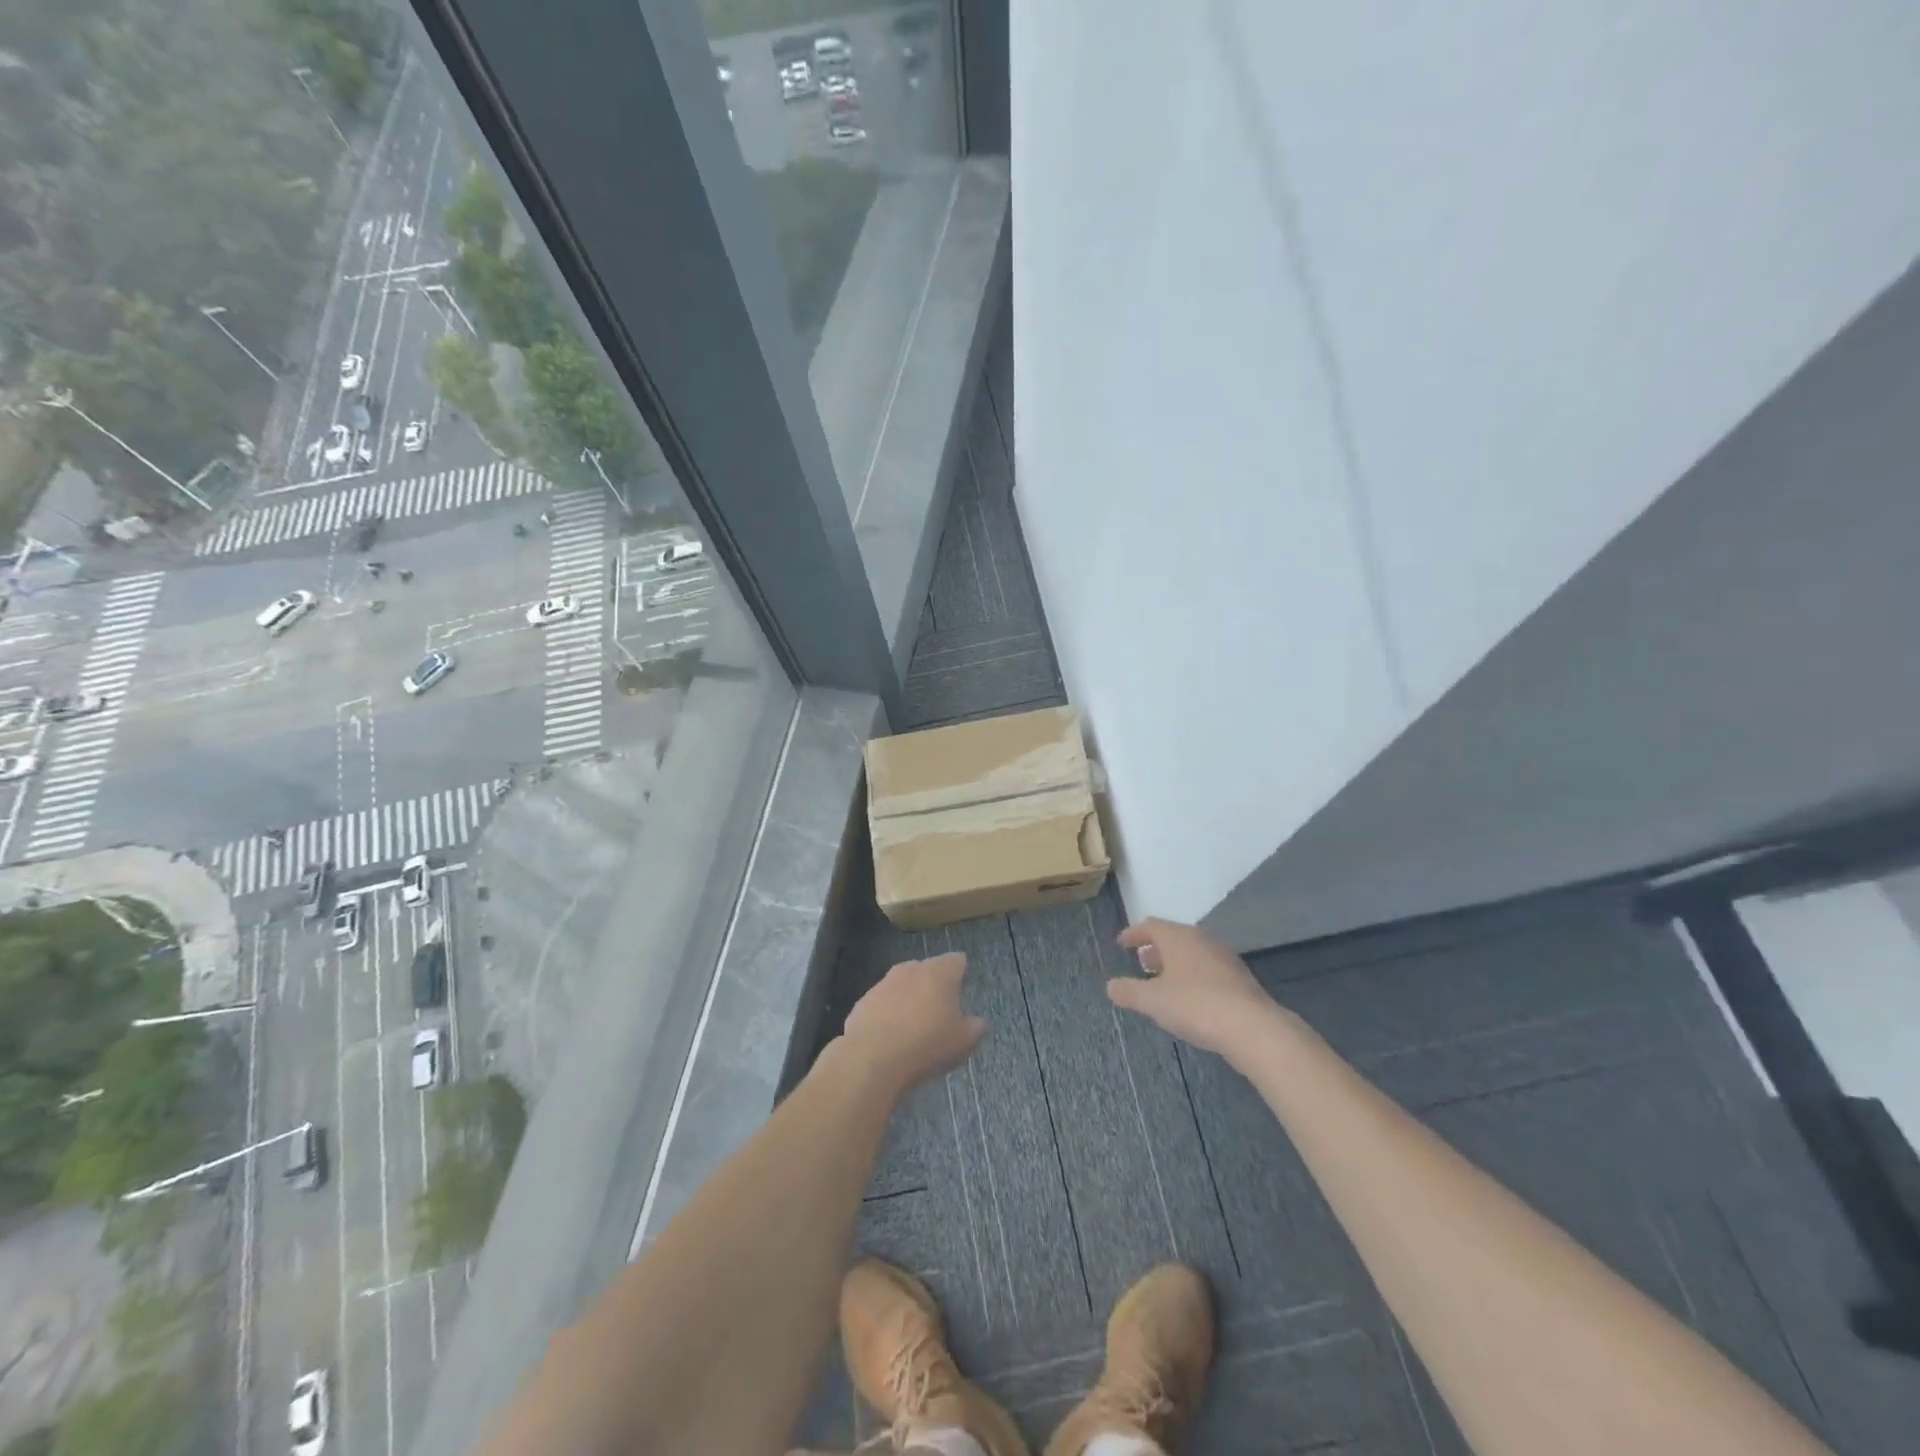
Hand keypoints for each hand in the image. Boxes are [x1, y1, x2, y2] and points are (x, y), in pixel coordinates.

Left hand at [841, 952, 986, 1095]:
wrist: (872, 1059)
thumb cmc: (927, 1044)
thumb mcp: (964, 1041)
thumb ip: (976, 1027)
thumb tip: (978, 1022)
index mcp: (939, 972)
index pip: (957, 961)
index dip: (961, 975)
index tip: (962, 995)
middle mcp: (910, 969)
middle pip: (928, 971)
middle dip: (934, 987)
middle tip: (939, 1015)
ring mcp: (883, 983)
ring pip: (902, 986)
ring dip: (909, 1001)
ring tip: (913, 1030)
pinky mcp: (862, 1002)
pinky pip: (882, 1004)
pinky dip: (888, 1015)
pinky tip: (890, 1040)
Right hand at [1108, 918, 1278, 1059]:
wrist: (1252, 1027)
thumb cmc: (1195, 1005)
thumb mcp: (1153, 1001)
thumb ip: (1128, 991)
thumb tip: (1111, 986)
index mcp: (1178, 937)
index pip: (1150, 926)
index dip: (1133, 934)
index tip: (1121, 944)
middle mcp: (1201, 939)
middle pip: (1172, 937)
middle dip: (1155, 949)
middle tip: (1141, 962)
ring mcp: (1223, 957)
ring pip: (1191, 952)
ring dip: (1174, 963)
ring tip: (1162, 982)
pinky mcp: (1239, 978)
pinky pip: (1207, 968)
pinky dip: (1192, 975)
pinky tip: (1189, 997)